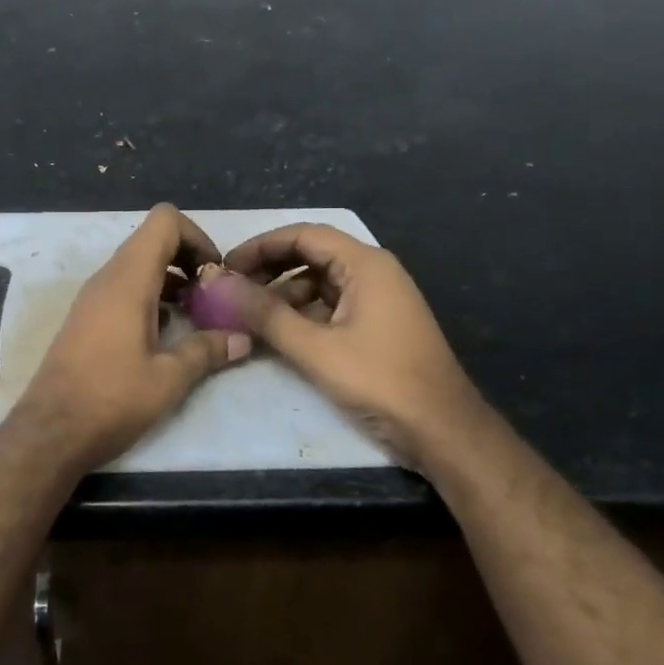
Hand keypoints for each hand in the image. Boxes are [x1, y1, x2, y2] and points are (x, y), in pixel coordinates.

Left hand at [16, 204, 251, 471]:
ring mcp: (92, 298)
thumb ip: (207, 351)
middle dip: (188, 259)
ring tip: (195, 315)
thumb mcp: (168, 378)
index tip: (215, 275)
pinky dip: (150, 297)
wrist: (50, 432)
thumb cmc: (111, 399)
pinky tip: (165, 333)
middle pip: (152, 240)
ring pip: (137, 265)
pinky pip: (123, 288)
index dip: (197, 236)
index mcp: (128, 280)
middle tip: (211, 296)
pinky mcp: (85, 319)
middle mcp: (107, 279)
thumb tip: (242, 339)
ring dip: (170, 280)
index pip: (164, 220)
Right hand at [218, 223, 481, 463]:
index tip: (226, 267)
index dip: (261, 247)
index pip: (303, 235)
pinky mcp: (378, 324)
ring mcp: (379, 298)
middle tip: (232, 290)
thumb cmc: (380, 380)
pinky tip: (280, 334)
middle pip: (312, 255)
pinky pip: (332, 305)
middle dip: (269, 269)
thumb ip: (267, 314)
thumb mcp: (315, 348)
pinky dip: (303, 314)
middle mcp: (374, 272)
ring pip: (320, 282)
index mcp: (365, 264)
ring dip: (284, 294)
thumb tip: (221, 285)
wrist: (443, 429)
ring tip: (249, 316)